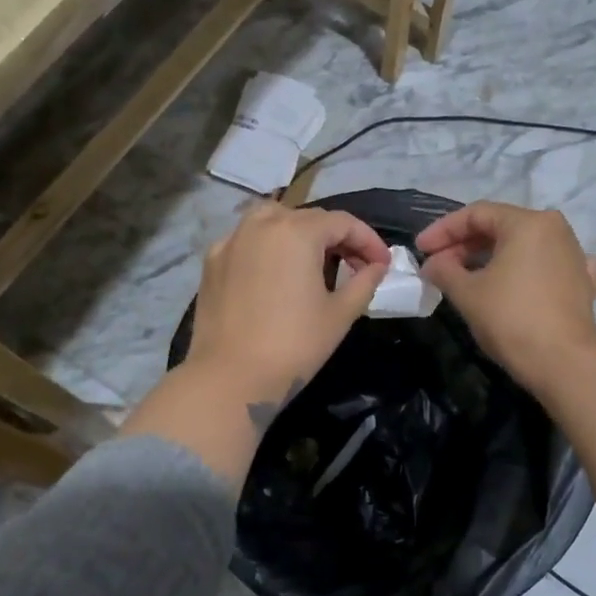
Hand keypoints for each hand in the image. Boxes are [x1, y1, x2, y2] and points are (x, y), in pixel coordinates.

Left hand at [185, 203, 390, 423]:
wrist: (230, 377)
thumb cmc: (294, 345)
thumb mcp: (340, 314)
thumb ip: (364, 282)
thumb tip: (376, 266)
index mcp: (297, 232)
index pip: (343, 223)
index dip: (368, 241)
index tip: (383, 264)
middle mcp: (262, 224)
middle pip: (309, 218)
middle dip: (337, 238)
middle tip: (356, 267)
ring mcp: (232, 240)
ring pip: (273, 220)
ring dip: (300, 233)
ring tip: (314, 261)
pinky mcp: (212, 261)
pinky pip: (247, 240)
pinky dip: (268, 246)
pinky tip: (275, 272)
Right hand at [416, 202, 595, 391]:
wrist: (563, 363)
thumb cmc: (511, 319)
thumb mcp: (466, 293)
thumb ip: (444, 270)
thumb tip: (432, 264)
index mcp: (527, 223)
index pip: (476, 214)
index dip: (442, 230)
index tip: (421, 250)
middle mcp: (555, 229)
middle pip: (501, 227)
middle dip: (465, 245)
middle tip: (438, 267)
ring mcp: (574, 255)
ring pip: (524, 246)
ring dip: (492, 258)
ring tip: (466, 277)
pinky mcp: (583, 282)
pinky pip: (548, 266)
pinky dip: (527, 269)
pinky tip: (519, 279)